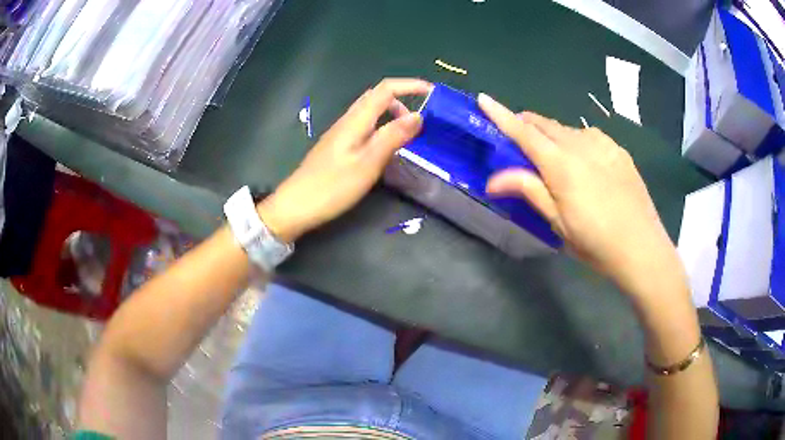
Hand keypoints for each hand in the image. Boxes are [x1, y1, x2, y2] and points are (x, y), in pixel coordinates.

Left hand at [258, 78, 432, 242]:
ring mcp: (340, 133)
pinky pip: (364, 127)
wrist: (296, 206)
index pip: (385, 90)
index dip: (409, 86)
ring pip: (369, 112)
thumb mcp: (368, 163)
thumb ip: (393, 137)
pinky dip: (381, 127)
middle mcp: (347, 121)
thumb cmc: (332, 187)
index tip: (432, 91)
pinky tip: (385, 147)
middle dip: (402, 99)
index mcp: (356, 121)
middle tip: (421, 119)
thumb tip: (418, 116)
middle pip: (376, 97)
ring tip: (408, 134)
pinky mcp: (337, 146)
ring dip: (392, 114)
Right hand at [478, 94, 681, 295]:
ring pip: (568, 129)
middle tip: (519, 141)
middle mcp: (581, 144)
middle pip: (545, 124)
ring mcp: (603, 144)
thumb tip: (493, 179)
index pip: (524, 132)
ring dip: (553, 136)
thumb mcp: (558, 222)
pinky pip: (590, 136)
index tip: (484, 99)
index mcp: (561, 164)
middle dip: (527, 125)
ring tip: (556, 159)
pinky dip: (577, 142)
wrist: (642, 247)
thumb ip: (528, 191)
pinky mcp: (619, 150)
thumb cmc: (595, 242)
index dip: (501, 115)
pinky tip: (586, 163)